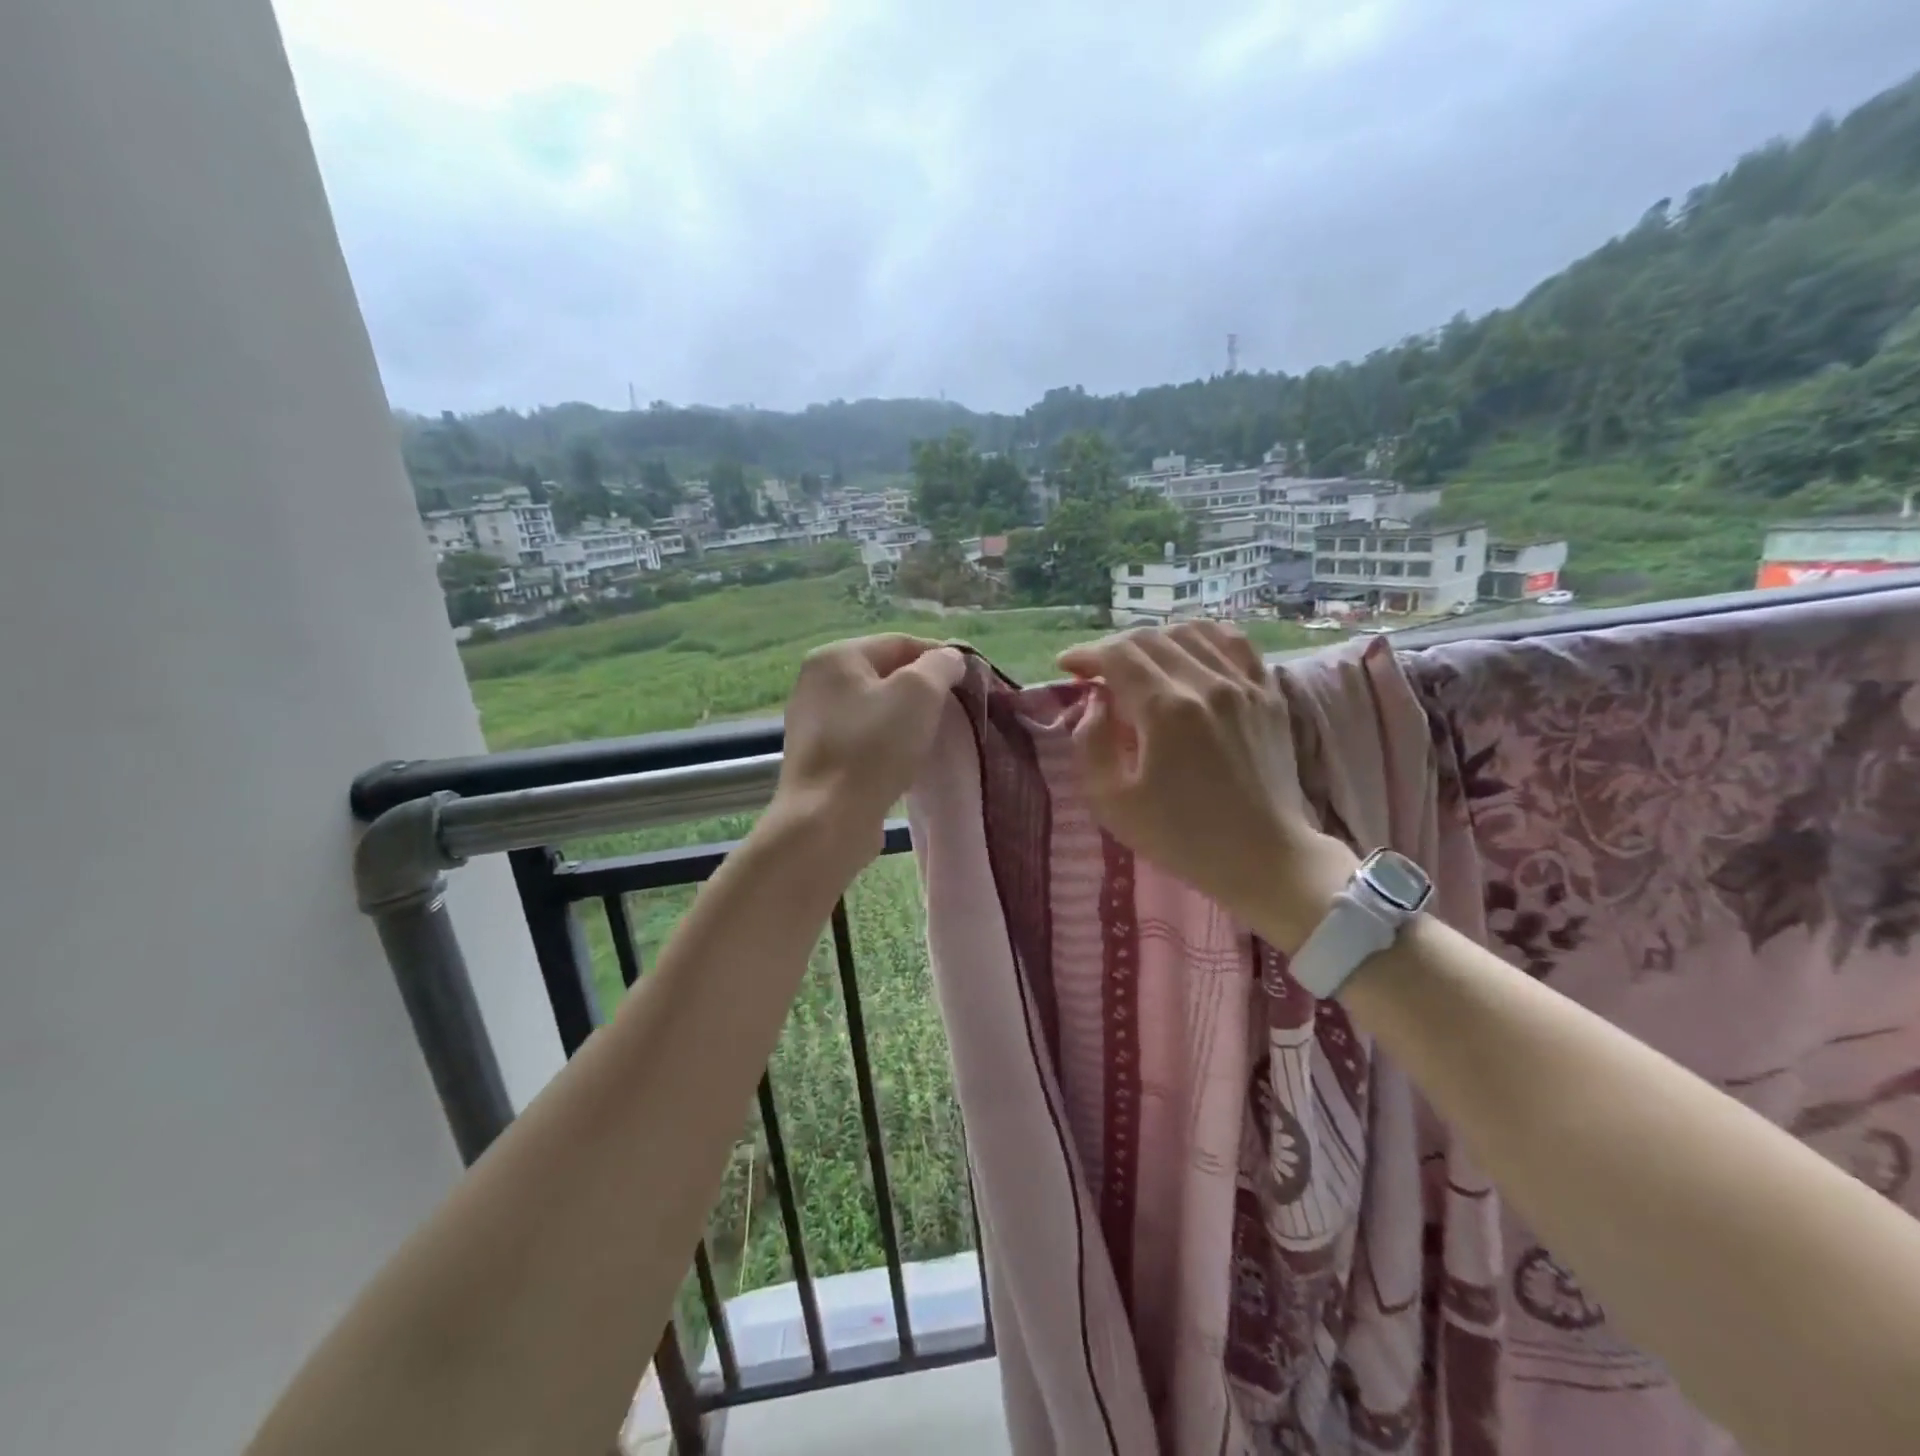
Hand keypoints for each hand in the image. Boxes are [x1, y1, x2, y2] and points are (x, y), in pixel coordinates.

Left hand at [770, 633, 965, 859]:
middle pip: (885, 675)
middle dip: (923, 690)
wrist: (827, 821)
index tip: (970, 679)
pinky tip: (906, 761)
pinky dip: (888, 744)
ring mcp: (813, 723)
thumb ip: (940, 666)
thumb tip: (950, 659)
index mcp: (835, 657)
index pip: (899, 643)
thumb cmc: (873, 748)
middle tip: (955, 709)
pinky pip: (864, 739)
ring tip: (934, 737)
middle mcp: (816, 683)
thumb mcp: (918, 693)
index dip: (940, 656)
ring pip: (875, 709)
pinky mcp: (819, 759)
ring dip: (907, 719)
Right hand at [1057, 622, 1355, 949]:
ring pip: (1190, 632)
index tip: (1067, 666)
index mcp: (1166, 710)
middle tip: (1096, 672)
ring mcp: (1244, 684)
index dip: (1085, 654)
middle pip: (1149, 638)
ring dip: (1153, 640)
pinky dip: (1203, 636)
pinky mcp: (1268, 693)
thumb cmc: (1180, 837)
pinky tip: (1188, 650)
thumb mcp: (1112, 802)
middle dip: (1113, 648)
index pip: (1117, 655)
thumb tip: (1095, 701)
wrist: (1263, 857)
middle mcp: (1207, 684)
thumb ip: (1090, 742)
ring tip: (1138, 664)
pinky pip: (1234, 642)